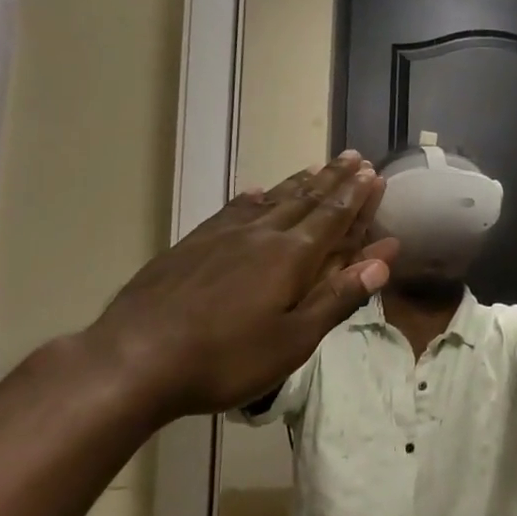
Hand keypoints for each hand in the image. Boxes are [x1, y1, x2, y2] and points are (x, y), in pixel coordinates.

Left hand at [80, 154, 395, 416]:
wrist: (133, 359)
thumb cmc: (225, 358)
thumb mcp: (293, 340)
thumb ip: (338, 298)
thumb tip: (382, 260)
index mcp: (292, 256)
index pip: (334, 216)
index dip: (356, 195)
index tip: (372, 172)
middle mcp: (263, 234)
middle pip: (307, 199)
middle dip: (334, 178)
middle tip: (353, 156)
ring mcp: (224, 235)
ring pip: (272, 199)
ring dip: (299, 182)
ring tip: (317, 166)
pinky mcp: (193, 244)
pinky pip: (233, 209)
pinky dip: (252, 197)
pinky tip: (255, 191)